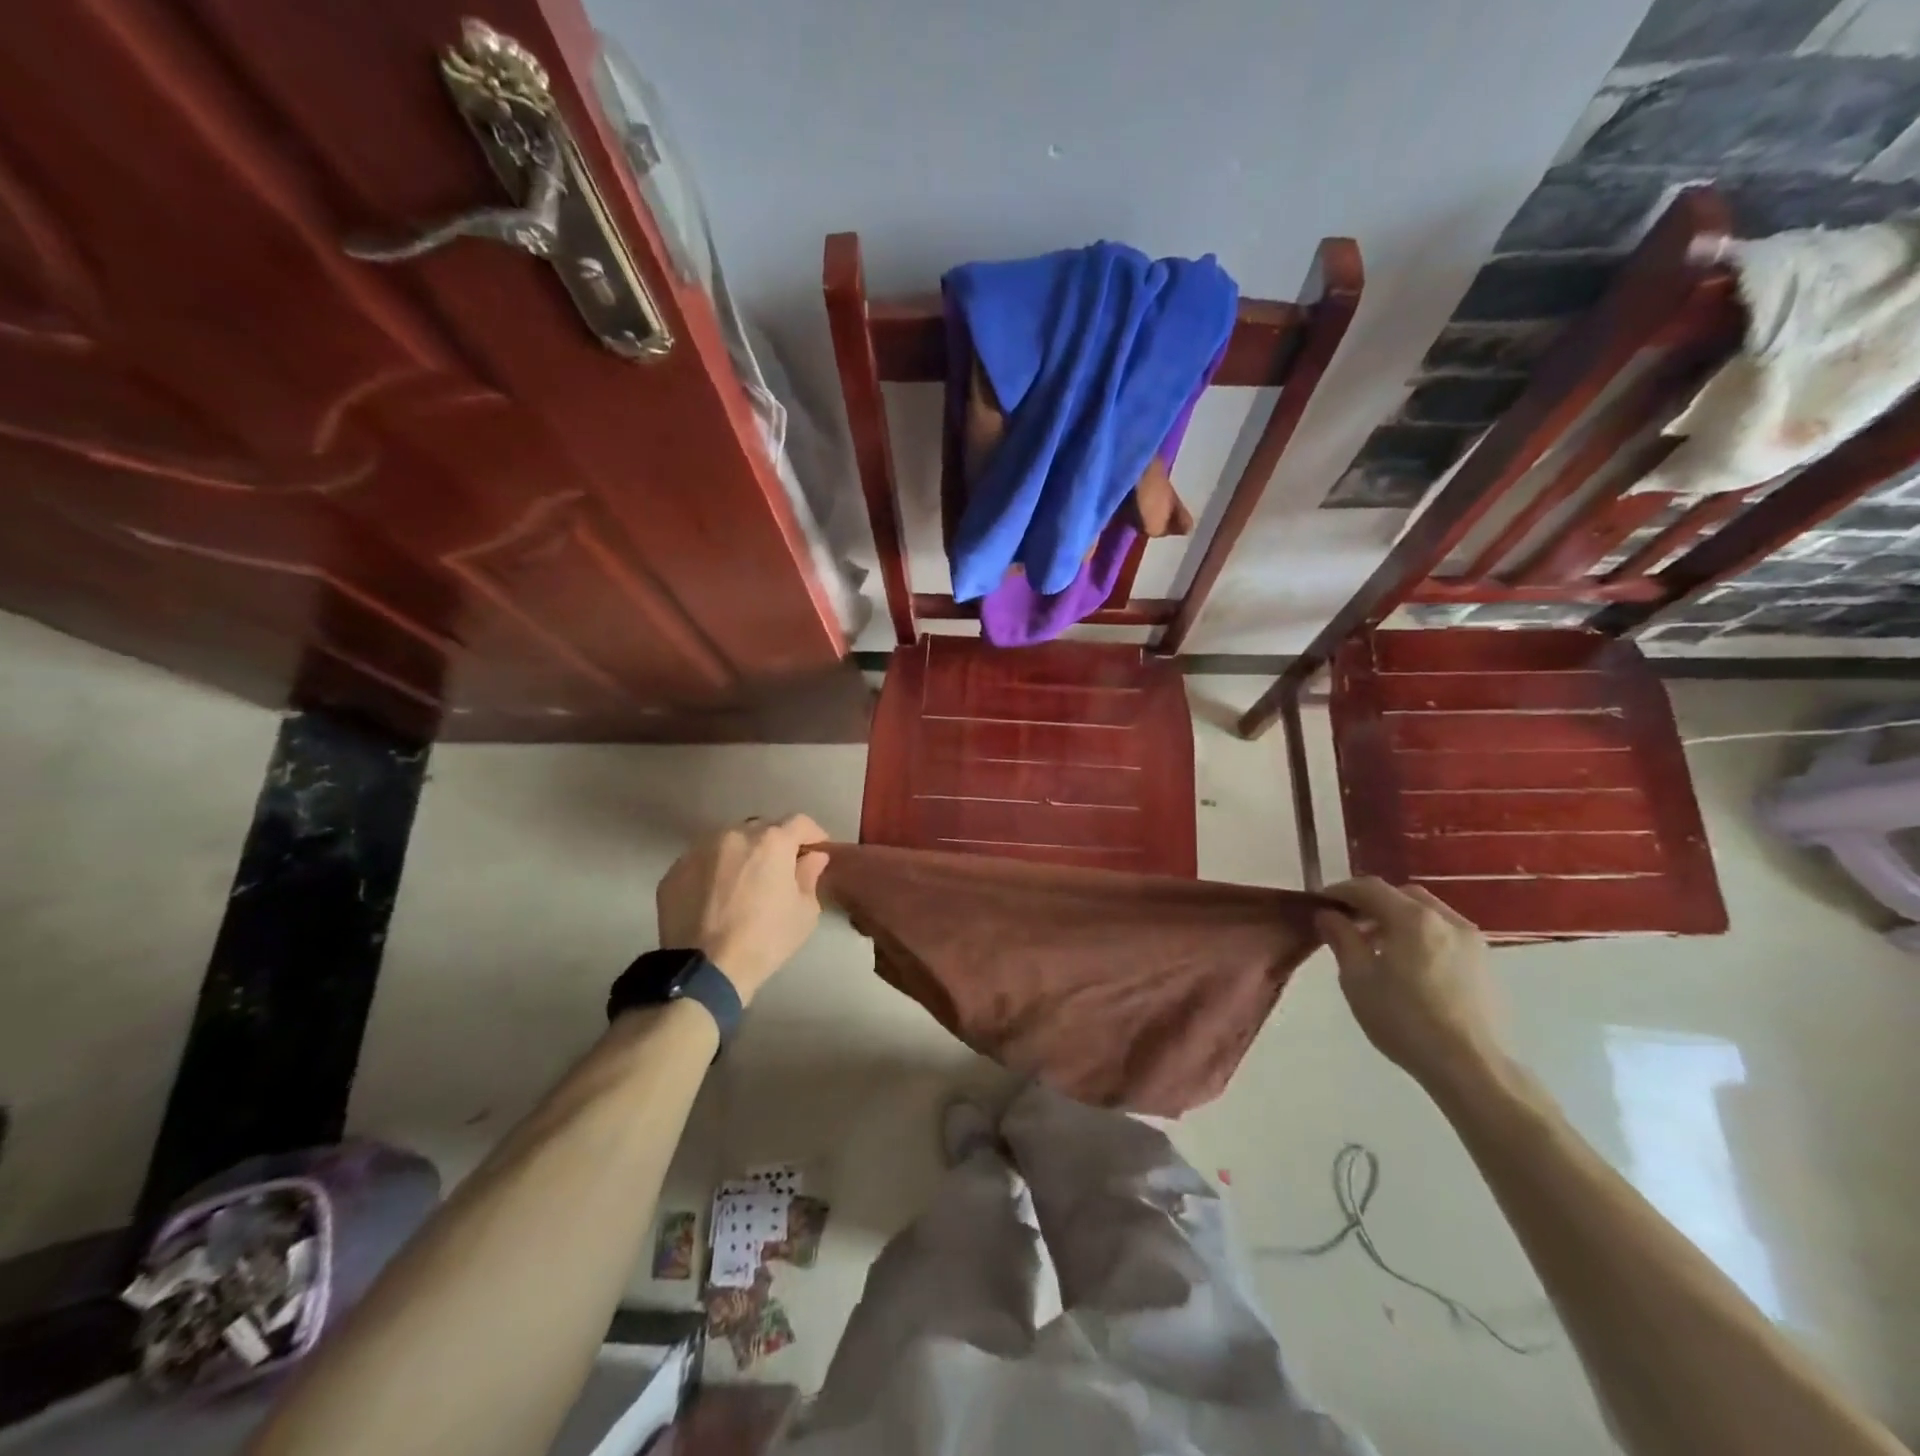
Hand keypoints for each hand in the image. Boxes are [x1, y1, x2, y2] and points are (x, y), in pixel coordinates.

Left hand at [656, 815, 828, 1004]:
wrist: (705, 970)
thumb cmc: (765, 940)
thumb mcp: (804, 912)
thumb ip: (810, 875)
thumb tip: (812, 857)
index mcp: (771, 841)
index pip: (800, 822)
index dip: (812, 835)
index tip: (815, 852)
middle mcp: (734, 834)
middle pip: (762, 828)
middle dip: (776, 843)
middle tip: (780, 869)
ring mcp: (700, 849)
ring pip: (729, 841)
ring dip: (742, 854)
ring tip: (744, 881)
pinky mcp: (675, 870)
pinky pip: (704, 860)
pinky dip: (715, 870)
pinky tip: (717, 896)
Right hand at [1316, 878, 1505, 1091]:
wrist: (1471, 1067)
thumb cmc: (1404, 1019)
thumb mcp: (1357, 978)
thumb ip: (1341, 938)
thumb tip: (1328, 914)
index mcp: (1413, 918)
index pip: (1370, 888)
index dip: (1341, 891)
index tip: (1321, 904)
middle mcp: (1447, 920)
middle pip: (1403, 896)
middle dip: (1373, 904)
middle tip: (1350, 925)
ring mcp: (1473, 942)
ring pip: (1428, 915)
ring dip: (1399, 920)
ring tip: (1379, 948)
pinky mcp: (1487, 966)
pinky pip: (1446, 935)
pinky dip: (1422, 937)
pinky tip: (1410, 967)